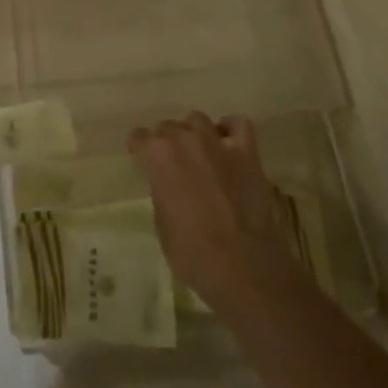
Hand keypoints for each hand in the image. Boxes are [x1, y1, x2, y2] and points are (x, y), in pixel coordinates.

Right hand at [128, 113, 297, 314]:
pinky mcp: (247, 153)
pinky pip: (238, 124)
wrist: (243, 267)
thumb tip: (169, 185)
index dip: (139, 149)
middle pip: (168, 127)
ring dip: (193, 133)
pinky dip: (230, 129)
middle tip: (171, 164)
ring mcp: (217, 143)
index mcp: (156, 156)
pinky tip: (227, 143)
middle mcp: (184, 139)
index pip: (139, 137)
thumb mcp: (162, 224)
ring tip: (198, 152)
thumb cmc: (192, 253)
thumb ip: (162, 192)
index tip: (141, 160)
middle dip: (166, 142)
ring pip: (197, 120)